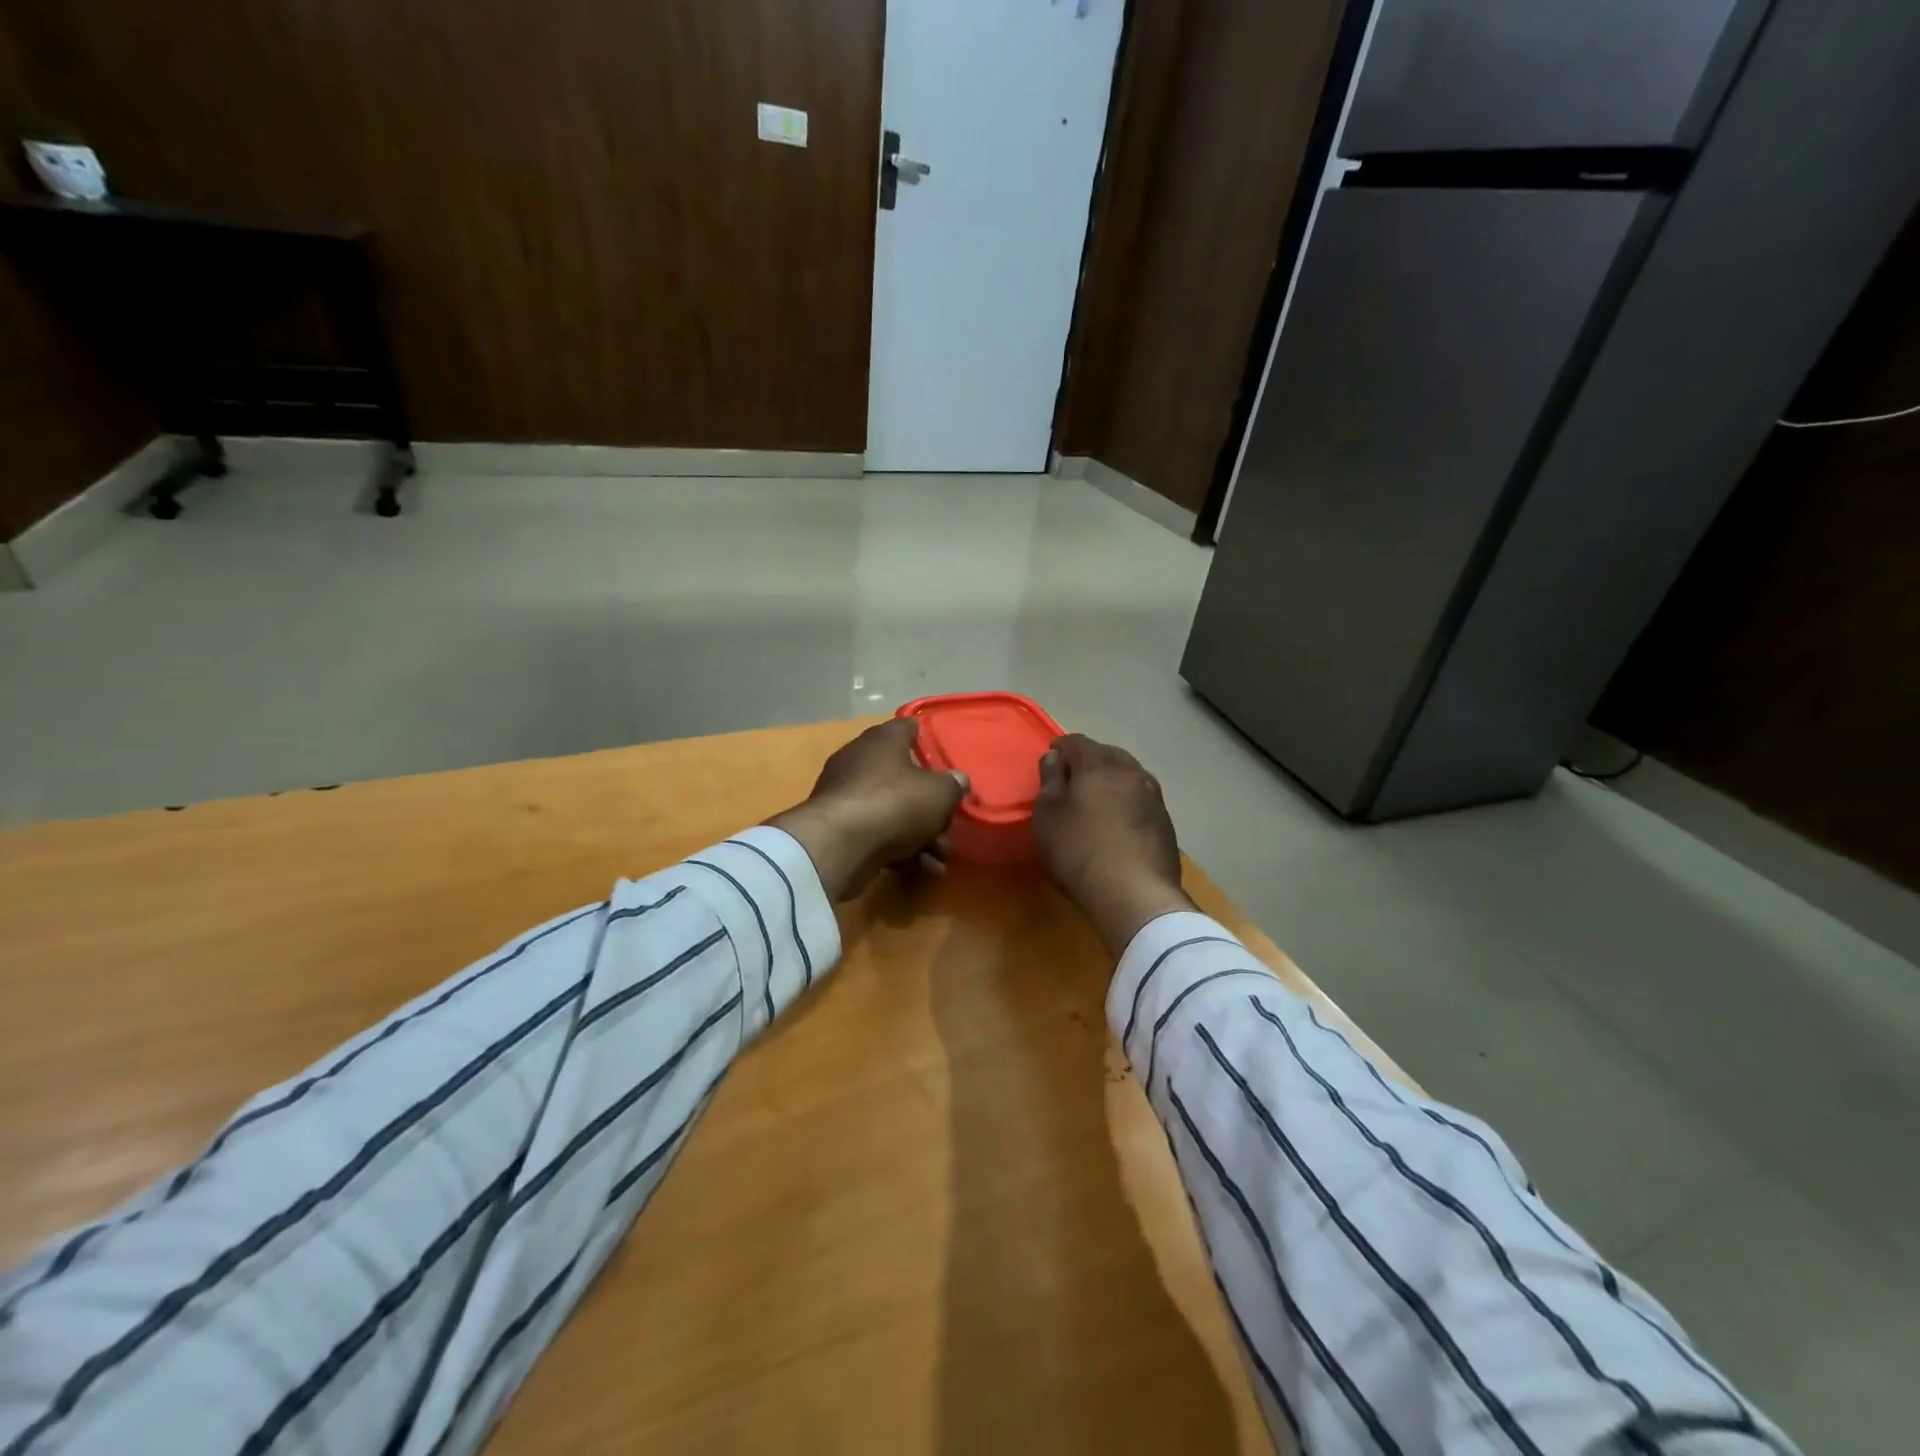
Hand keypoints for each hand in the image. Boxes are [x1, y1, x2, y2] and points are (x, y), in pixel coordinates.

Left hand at [768, 719, 968, 900]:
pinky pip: (878, 833)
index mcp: (883, 740)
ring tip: (943, 856)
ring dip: (921, 833)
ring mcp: (847, 795)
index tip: (945, 754)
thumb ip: (953, 785)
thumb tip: (958, 780)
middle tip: (949, 820)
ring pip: (893, 809)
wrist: (840, 845)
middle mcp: (860, 760)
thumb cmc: (895, 803)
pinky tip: (925, 869)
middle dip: (930, 802)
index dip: (927, 738)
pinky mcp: (840, 828)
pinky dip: (901, 848)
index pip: (908, 728)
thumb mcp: (940, 793)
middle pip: (903, 775)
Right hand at [1032, 734, 1193, 957]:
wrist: (1135, 894)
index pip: (1077, 742)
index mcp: (1099, 765)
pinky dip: (1127, 803)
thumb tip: (1056, 757)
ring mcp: (1154, 797)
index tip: (1051, 757)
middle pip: (1108, 755)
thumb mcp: (1047, 816)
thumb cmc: (1079, 850)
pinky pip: (1141, 801)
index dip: (1061, 747)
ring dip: (1113, 782)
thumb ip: (1050, 780)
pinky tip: (1119, 823)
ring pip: (1129, 777)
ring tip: (1098, 800)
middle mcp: (1132, 772)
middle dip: (1090, 761)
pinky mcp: (1166, 824)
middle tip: (1073, 778)